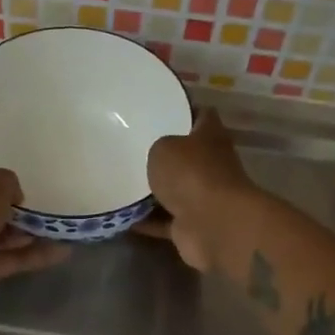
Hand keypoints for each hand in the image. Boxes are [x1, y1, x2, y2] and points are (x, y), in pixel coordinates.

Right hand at [134, 109, 260, 273]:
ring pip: (174, 190)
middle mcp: (210, 165)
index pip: (201, 115)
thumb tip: (158, 155)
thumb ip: (158, 147)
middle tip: (131, 147)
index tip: (159, 108)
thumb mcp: (164, 147)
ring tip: (121, 181)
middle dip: (164, 154)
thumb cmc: (191, 174)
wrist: (213, 225)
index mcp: (210, 137)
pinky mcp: (191, 226)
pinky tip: (121, 215)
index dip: (184, 109)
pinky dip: (145, 220)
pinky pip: (163, 221)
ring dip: (153, 191)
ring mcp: (203, 197)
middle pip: (186, 156)